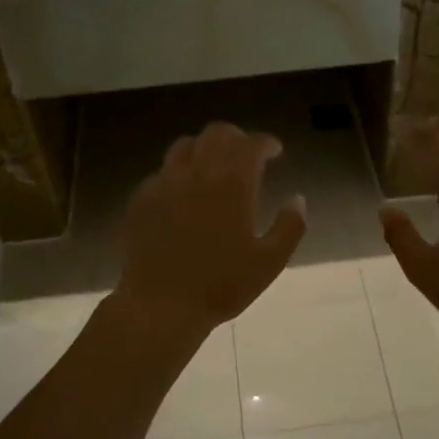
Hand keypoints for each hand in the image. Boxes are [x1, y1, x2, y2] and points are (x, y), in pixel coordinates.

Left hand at [117, 122, 306, 334]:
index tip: (275, 151)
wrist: (160, 305)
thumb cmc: (222, 285)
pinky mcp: (141, 199)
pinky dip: (179, 172)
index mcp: (232, 183)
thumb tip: (297, 199)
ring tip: (213, 167)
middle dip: (236, 137)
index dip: (266, 142)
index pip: (252, 144)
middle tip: (246, 153)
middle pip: (216, 133)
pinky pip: (162, 172)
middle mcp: (197, 173)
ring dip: (205, 148)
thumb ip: (290, 226)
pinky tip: (183, 194)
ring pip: (185, 146)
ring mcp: (164, 183)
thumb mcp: (270, 261)